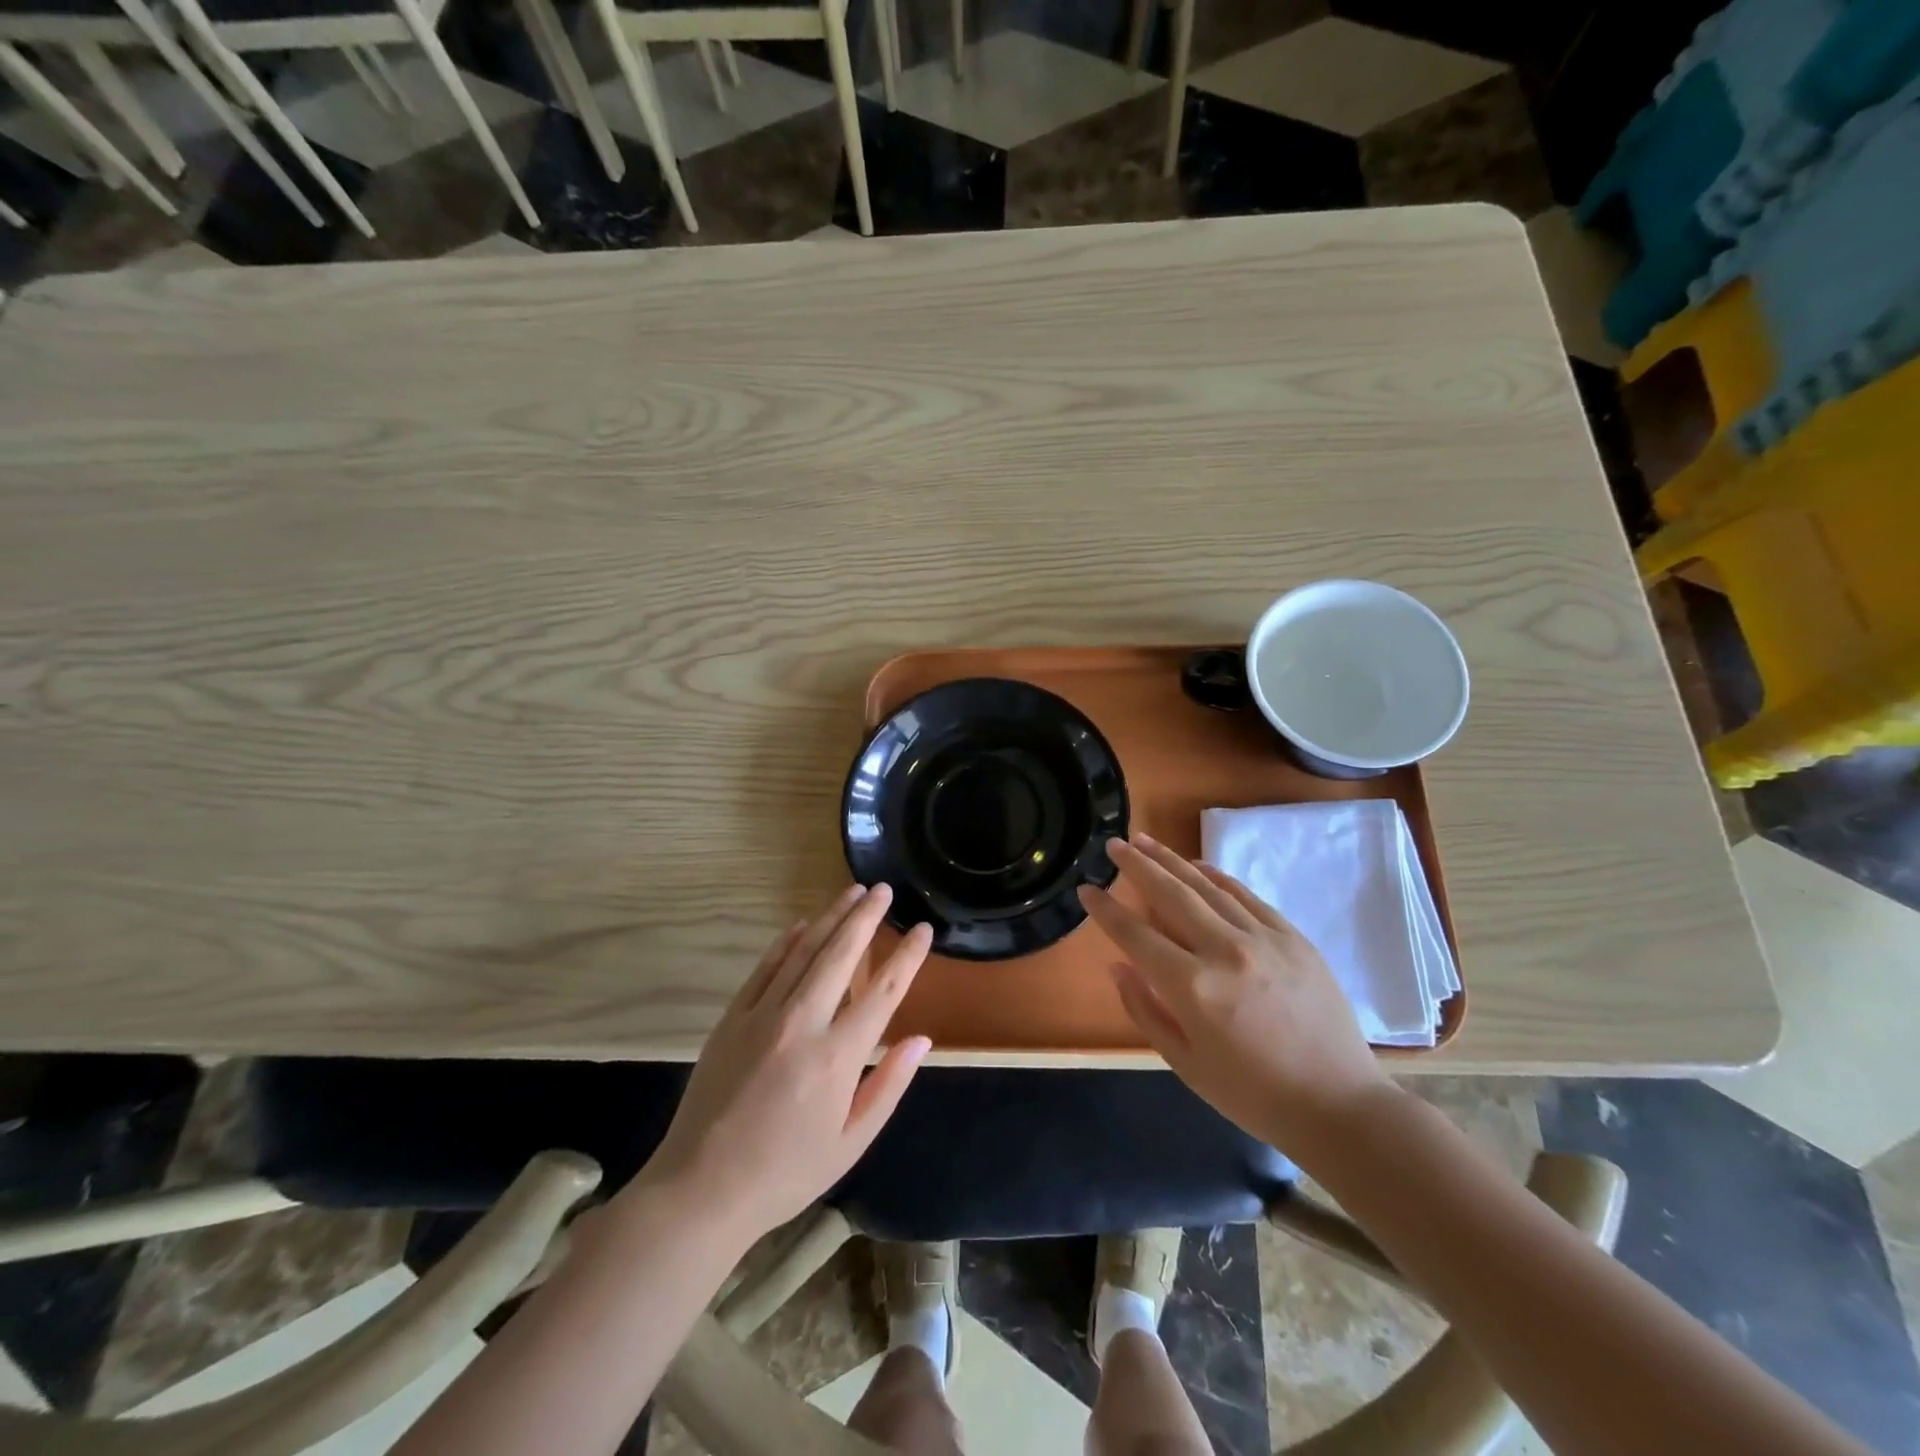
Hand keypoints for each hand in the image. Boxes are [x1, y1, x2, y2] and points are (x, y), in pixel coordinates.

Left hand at [633, 885, 933, 1246]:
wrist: (700, 1189)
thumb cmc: (786, 1173)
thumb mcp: (851, 1142)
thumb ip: (889, 1085)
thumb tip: (921, 1038)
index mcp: (838, 1056)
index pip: (883, 991)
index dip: (908, 956)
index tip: (923, 929)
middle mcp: (802, 1023)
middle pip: (841, 954)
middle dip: (866, 916)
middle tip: (883, 889)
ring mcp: (762, 1015)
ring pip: (803, 951)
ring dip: (830, 917)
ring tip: (852, 893)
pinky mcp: (732, 1018)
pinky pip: (765, 968)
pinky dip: (787, 942)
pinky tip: (802, 924)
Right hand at [1079, 835, 1393, 1158]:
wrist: (1338, 1105)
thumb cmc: (1253, 1095)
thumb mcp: (1185, 1064)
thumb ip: (1145, 1010)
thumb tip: (1118, 965)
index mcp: (1193, 988)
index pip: (1136, 935)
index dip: (1106, 911)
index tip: (1086, 890)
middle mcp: (1225, 951)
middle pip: (1170, 895)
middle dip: (1136, 866)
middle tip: (1113, 845)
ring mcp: (1263, 938)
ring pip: (1206, 887)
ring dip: (1171, 862)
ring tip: (1145, 842)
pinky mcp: (1292, 937)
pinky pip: (1246, 896)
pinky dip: (1217, 877)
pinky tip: (1197, 865)